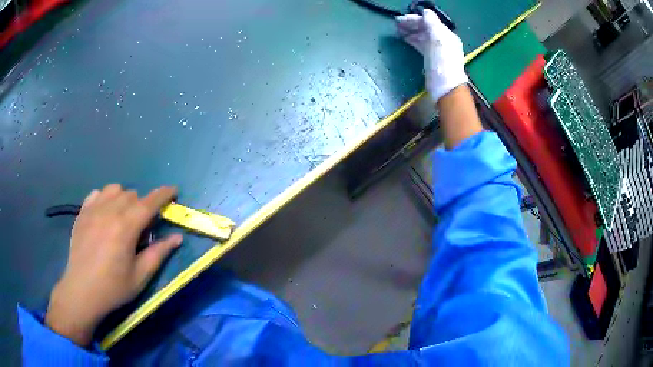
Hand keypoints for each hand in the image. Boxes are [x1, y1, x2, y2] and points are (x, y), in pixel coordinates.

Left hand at [45, 184, 182, 345]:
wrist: (82, 291)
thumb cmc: (113, 288)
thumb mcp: (140, 276)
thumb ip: (159, 253)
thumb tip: (177, 237)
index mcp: (126, 227)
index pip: (149, 203)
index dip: (163, 194)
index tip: (173, 191)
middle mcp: (109, 211)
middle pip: (132, 195)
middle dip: (142, 205)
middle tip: (142, 227)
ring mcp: (93, 210)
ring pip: (114, 189)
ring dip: (124, 198)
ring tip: (123, 217)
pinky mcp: (82, 213)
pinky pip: (97, 193)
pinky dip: (105, 198)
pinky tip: (105, 214)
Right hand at [396, 8, 468, 102]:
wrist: (445, 87)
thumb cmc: (442, 62)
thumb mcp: (439, 39)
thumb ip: (432, 23)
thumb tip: (425, 11)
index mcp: (446, 35)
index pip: (429, 22)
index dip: (414, 19)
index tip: (400, 20)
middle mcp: (443, 41)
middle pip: (426, 29)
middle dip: (411, 25)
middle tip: (396, 25)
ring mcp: (437, 51)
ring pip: (422, 36)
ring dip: (411, 32)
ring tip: (398, 32)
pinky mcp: (431, 60)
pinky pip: (421, 45)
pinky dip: (413, 40)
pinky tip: (406, 40)